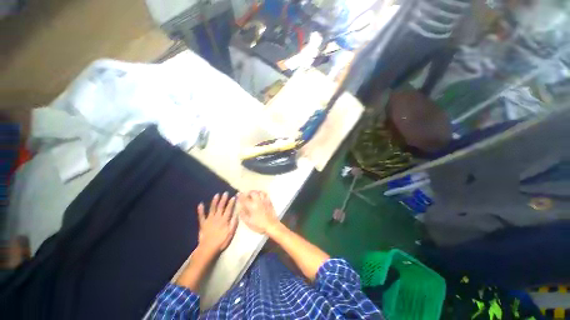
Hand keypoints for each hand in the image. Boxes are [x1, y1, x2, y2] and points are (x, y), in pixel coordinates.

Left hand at [197, 192, 237, 252]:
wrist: (208, 249)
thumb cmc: (221, 242)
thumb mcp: (230, 234)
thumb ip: (233, 223)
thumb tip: (237, 214)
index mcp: (224, 220)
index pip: (229, 209)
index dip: (231, 203)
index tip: (233, 197)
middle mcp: (217, 218)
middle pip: (221, 207)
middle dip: (223, 199)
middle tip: (225, 193)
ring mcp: (209, 220)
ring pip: (212, 209)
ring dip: (214, 201)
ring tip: (216, 195)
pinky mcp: (202, 223)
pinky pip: (201, 216)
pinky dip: (200, 210)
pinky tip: (200, 204)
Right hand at [238, 191, 279, 233]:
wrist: (271, 225)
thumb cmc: (259, 225)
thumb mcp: (248, 222)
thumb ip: (243, 215)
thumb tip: (240, 209)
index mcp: (252, 206)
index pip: (244, 199)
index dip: (240, 196)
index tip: (238, 194)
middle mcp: (258, 201)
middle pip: (252, 193)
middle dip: (248, 193)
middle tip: (245, 195)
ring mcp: (264, 200)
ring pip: (259, 192)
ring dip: (255, 192)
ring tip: (252, 194)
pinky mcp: (269, 201)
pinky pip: (265, 194)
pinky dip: (261, 193)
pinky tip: (260, 195)